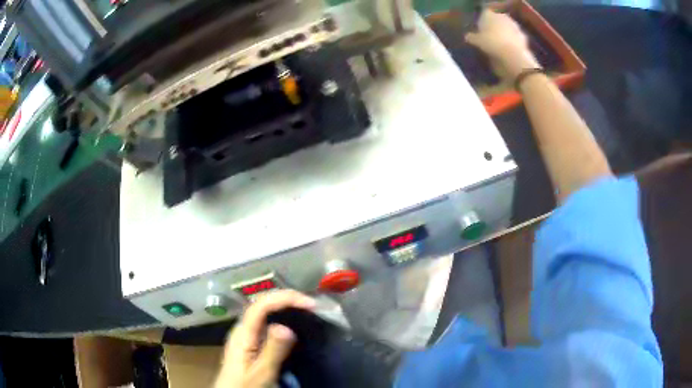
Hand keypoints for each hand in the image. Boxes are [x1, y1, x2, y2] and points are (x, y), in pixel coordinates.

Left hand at [213, 290, 315, 387]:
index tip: (310, 305)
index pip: (262, 305)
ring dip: (285, 306)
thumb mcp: (262, 372)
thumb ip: (273, 350)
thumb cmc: (245, 385)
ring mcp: (245, 334)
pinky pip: (266, 322)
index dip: (285, 298)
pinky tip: (293, 324)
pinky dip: (282, 317)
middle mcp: (243, 328)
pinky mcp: (250, 341)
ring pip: (265, 311)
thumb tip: (286, 326)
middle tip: (312, 306)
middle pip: (263, 304)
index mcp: (243, 333)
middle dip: (287, 299)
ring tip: (306, 310)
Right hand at [465, 9, 540, 80]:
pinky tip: (509, 50)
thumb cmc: (491, 44)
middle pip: (497, 20)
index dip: (483, 22)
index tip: (481, 29)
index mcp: (489, 14)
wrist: (513, 55)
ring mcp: (514, 25)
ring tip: (500, 45)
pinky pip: (515, 37)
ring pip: (507, 28)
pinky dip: (513, 42)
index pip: (484, 14)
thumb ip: (472, 37)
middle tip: (490, 37)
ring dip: (505, 34)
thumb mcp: (477, 42)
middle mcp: (502, 16)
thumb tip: (467, 36)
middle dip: (495, 27)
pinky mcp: (523, 36)